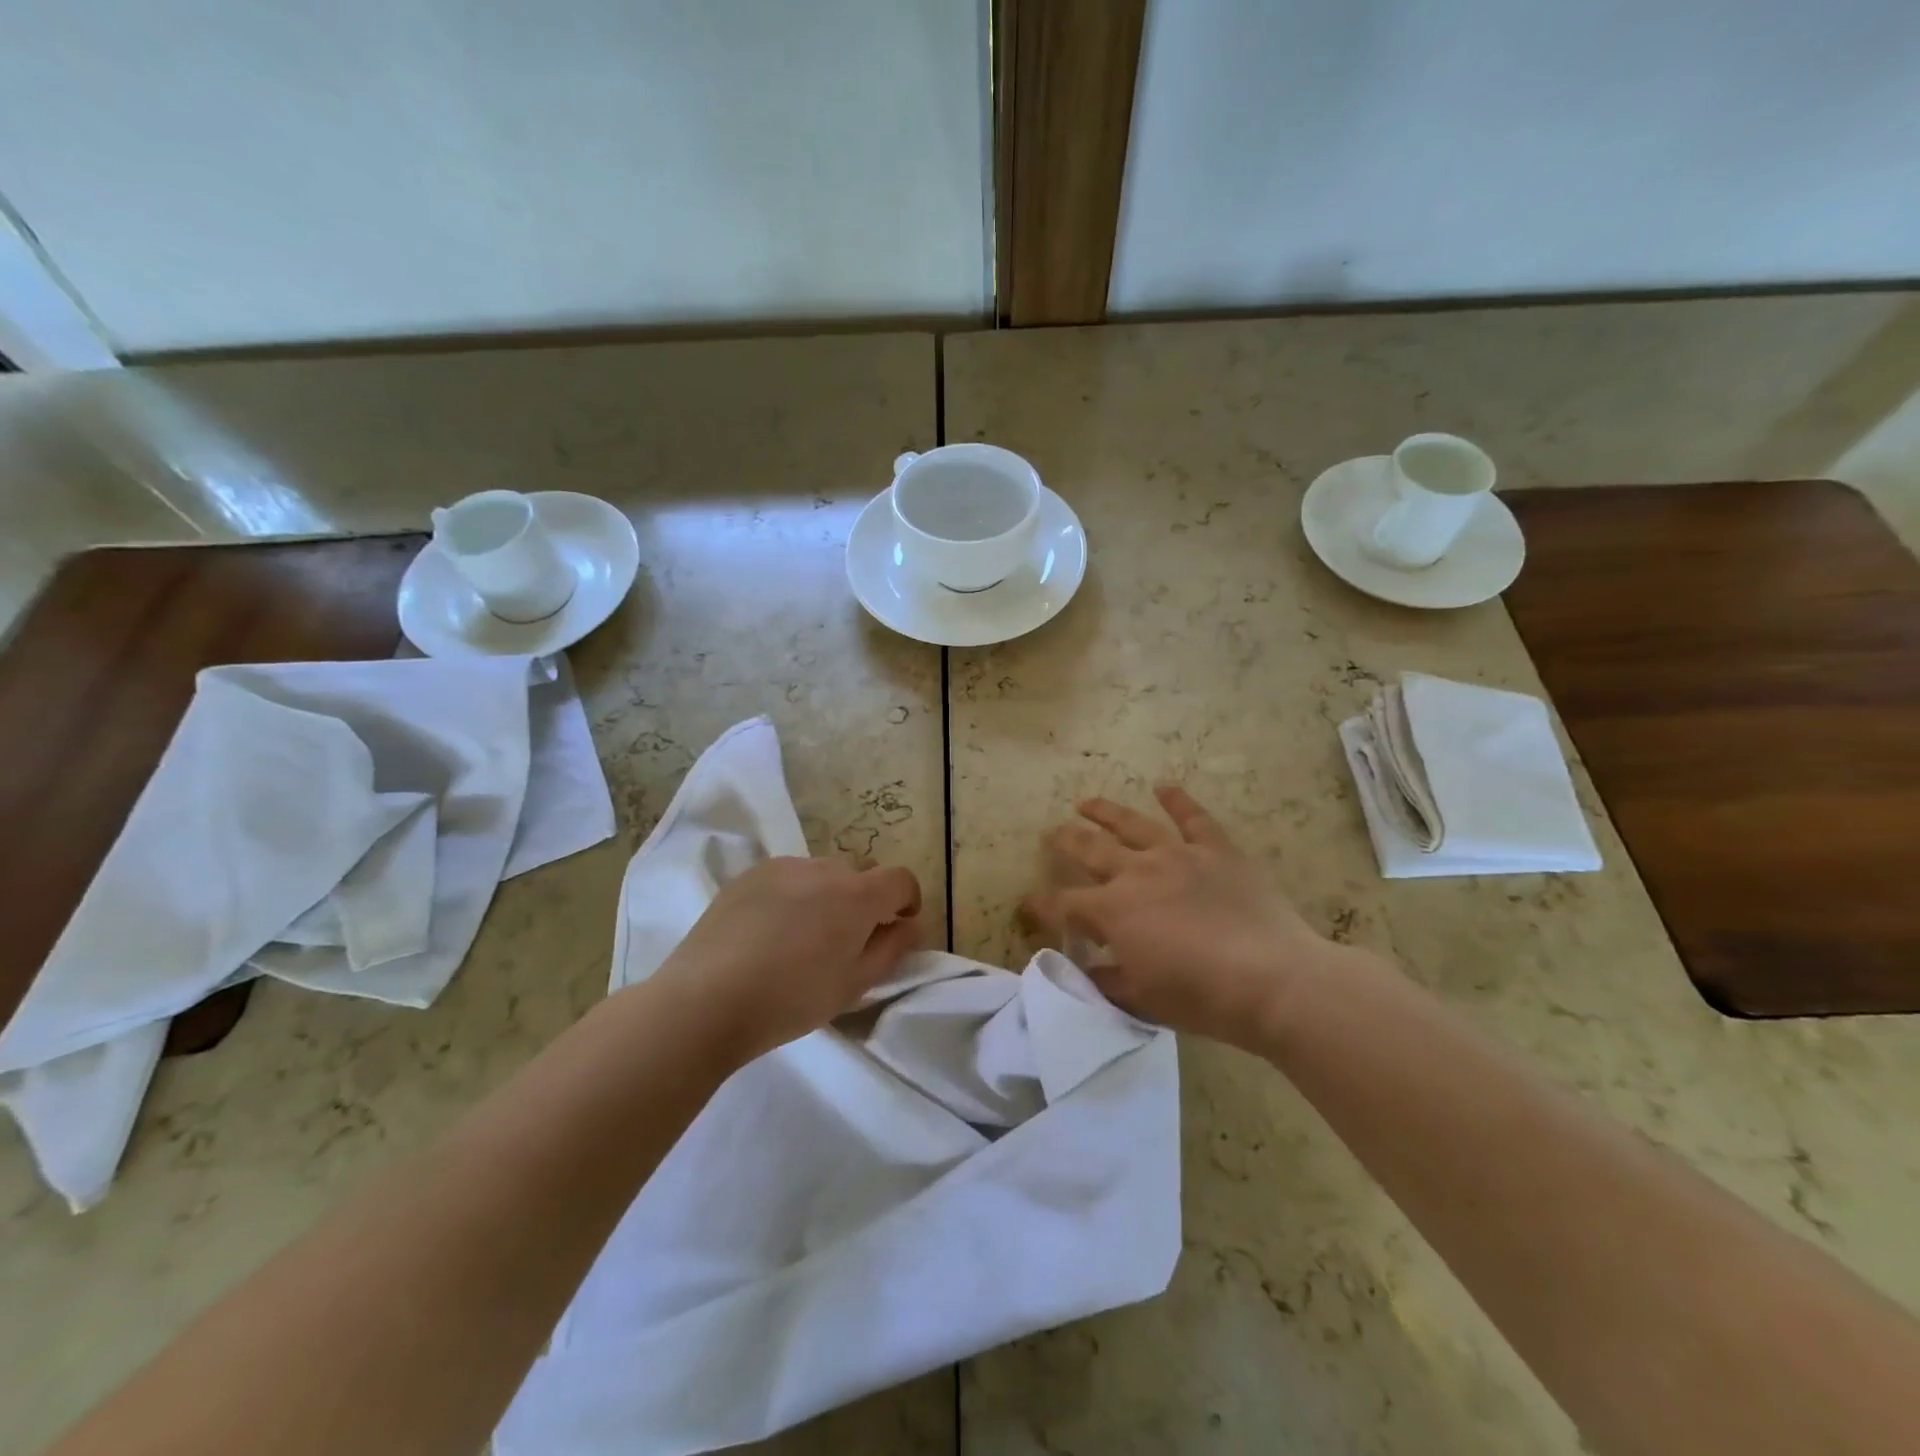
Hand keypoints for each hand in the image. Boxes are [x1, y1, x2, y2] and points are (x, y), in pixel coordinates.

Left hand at [653, 857, 922, 1060]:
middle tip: (847, 941)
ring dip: (827, 896)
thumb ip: (892, 948)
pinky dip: (793, 895)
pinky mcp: (749, 875)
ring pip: (822, 874)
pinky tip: (770, 931)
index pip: (901, 879)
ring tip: (804, 937)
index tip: (898, 927)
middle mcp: (824, 868)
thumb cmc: (791, 999)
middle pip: (860, 875)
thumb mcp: (855, 984)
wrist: (706, 999)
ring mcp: (783, 867)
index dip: (907, 901)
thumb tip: (910, 924)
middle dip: (865, 900)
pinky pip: (788, 877)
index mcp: (857, 894)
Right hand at [1025, 786, 1349, 1050]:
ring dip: (1105, 812)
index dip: (1041, 905)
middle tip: (1050, 833)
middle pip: (1090, 850)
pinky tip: (1164, 786)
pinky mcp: (1216, 850)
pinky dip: (1178, 800)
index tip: (1026, 903)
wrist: (1272, 980)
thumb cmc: (1201, 997)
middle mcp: (1137, 872)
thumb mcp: (1140, 1000)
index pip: (1064, 904)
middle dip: (1065, 841)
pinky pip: (1194, 818)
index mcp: (1113, 910)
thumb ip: (1104, 980)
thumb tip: (1083, 968)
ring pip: (1133, 824)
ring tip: (1085, 801)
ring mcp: (1178, 855)